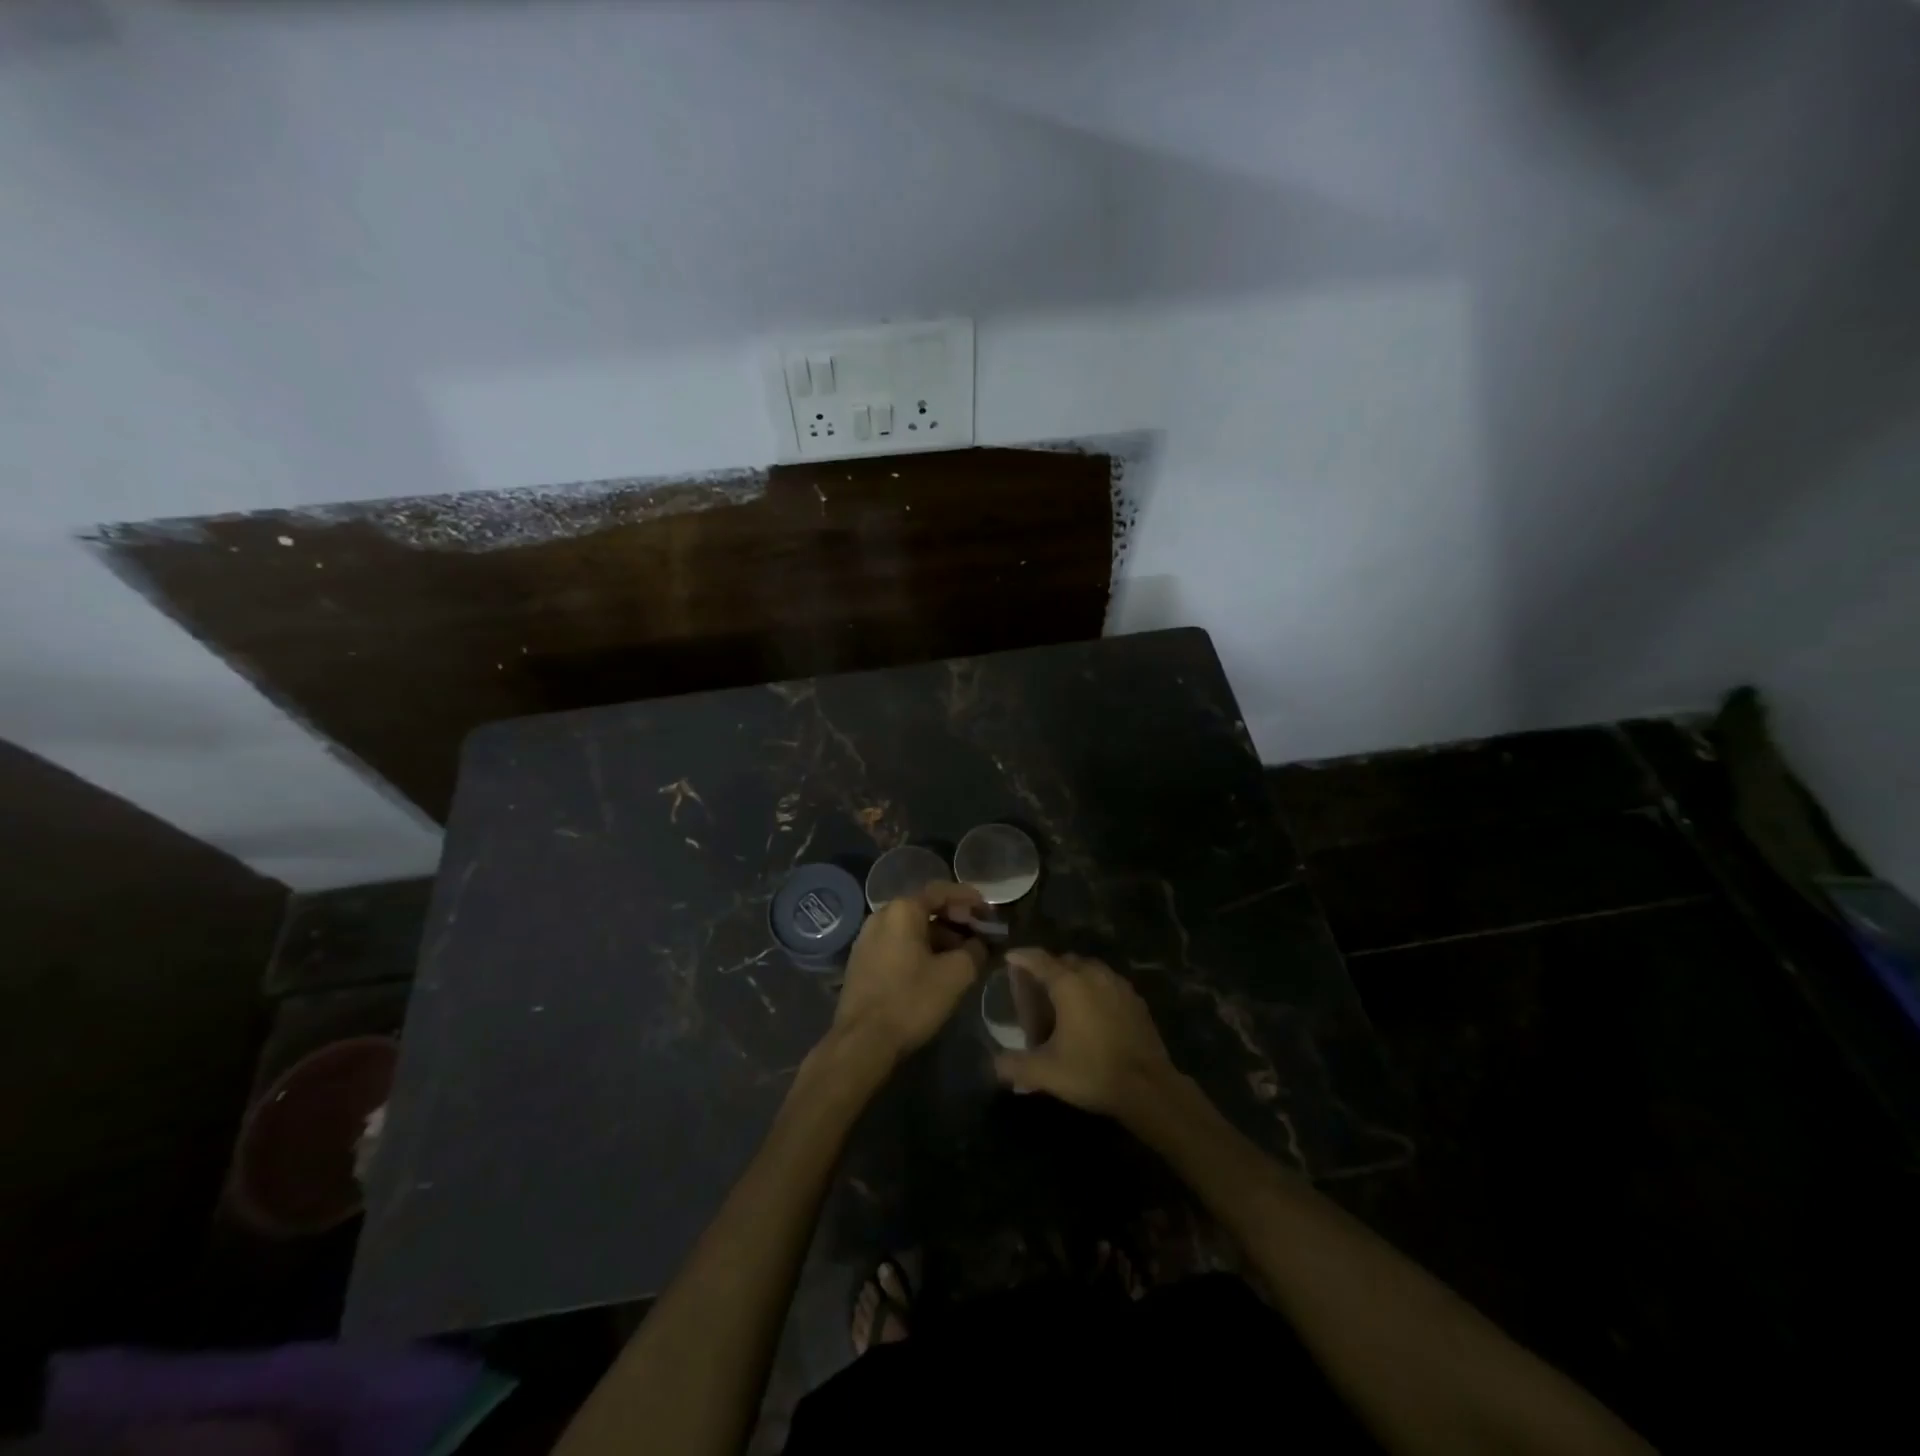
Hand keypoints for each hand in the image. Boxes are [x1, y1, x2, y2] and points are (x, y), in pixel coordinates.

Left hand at [830, 881, 988, 1062]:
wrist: (861, 1042)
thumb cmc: (911, 1000)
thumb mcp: (955, 975)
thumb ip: (975, 951)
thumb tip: (979, 943)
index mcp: (902, 910)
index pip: (940, 891)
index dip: (968, 897)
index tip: (988, 910)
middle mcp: (881, 916)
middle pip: (924, 908)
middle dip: (954, 919)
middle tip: (978, 933)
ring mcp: (867, 939)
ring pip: (910, 928)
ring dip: (938, 936)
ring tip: (962, 954)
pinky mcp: (861, 961)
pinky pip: (897, 943)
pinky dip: (920, 948)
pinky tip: (935, 968)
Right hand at [992, 950, 1175, 1116]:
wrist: (1149, 1087)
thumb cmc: (1092, 1071)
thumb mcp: (1046, 1072)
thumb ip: (1015, 1066)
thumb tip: (995, 1065)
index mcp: (1068, 983)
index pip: (1039, 959)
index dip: (1021, 957)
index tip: (1009, 958)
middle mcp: (1093, 974)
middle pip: (1064, 960)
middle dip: (1048, 968)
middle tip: (1035, 987)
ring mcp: (1118, 984)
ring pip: (1088, 969)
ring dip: (1073, 976)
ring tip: (1063, 998)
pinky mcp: (1135, 999)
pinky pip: (1107, 982)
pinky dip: (1094, 988)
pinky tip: (1092, 1010)